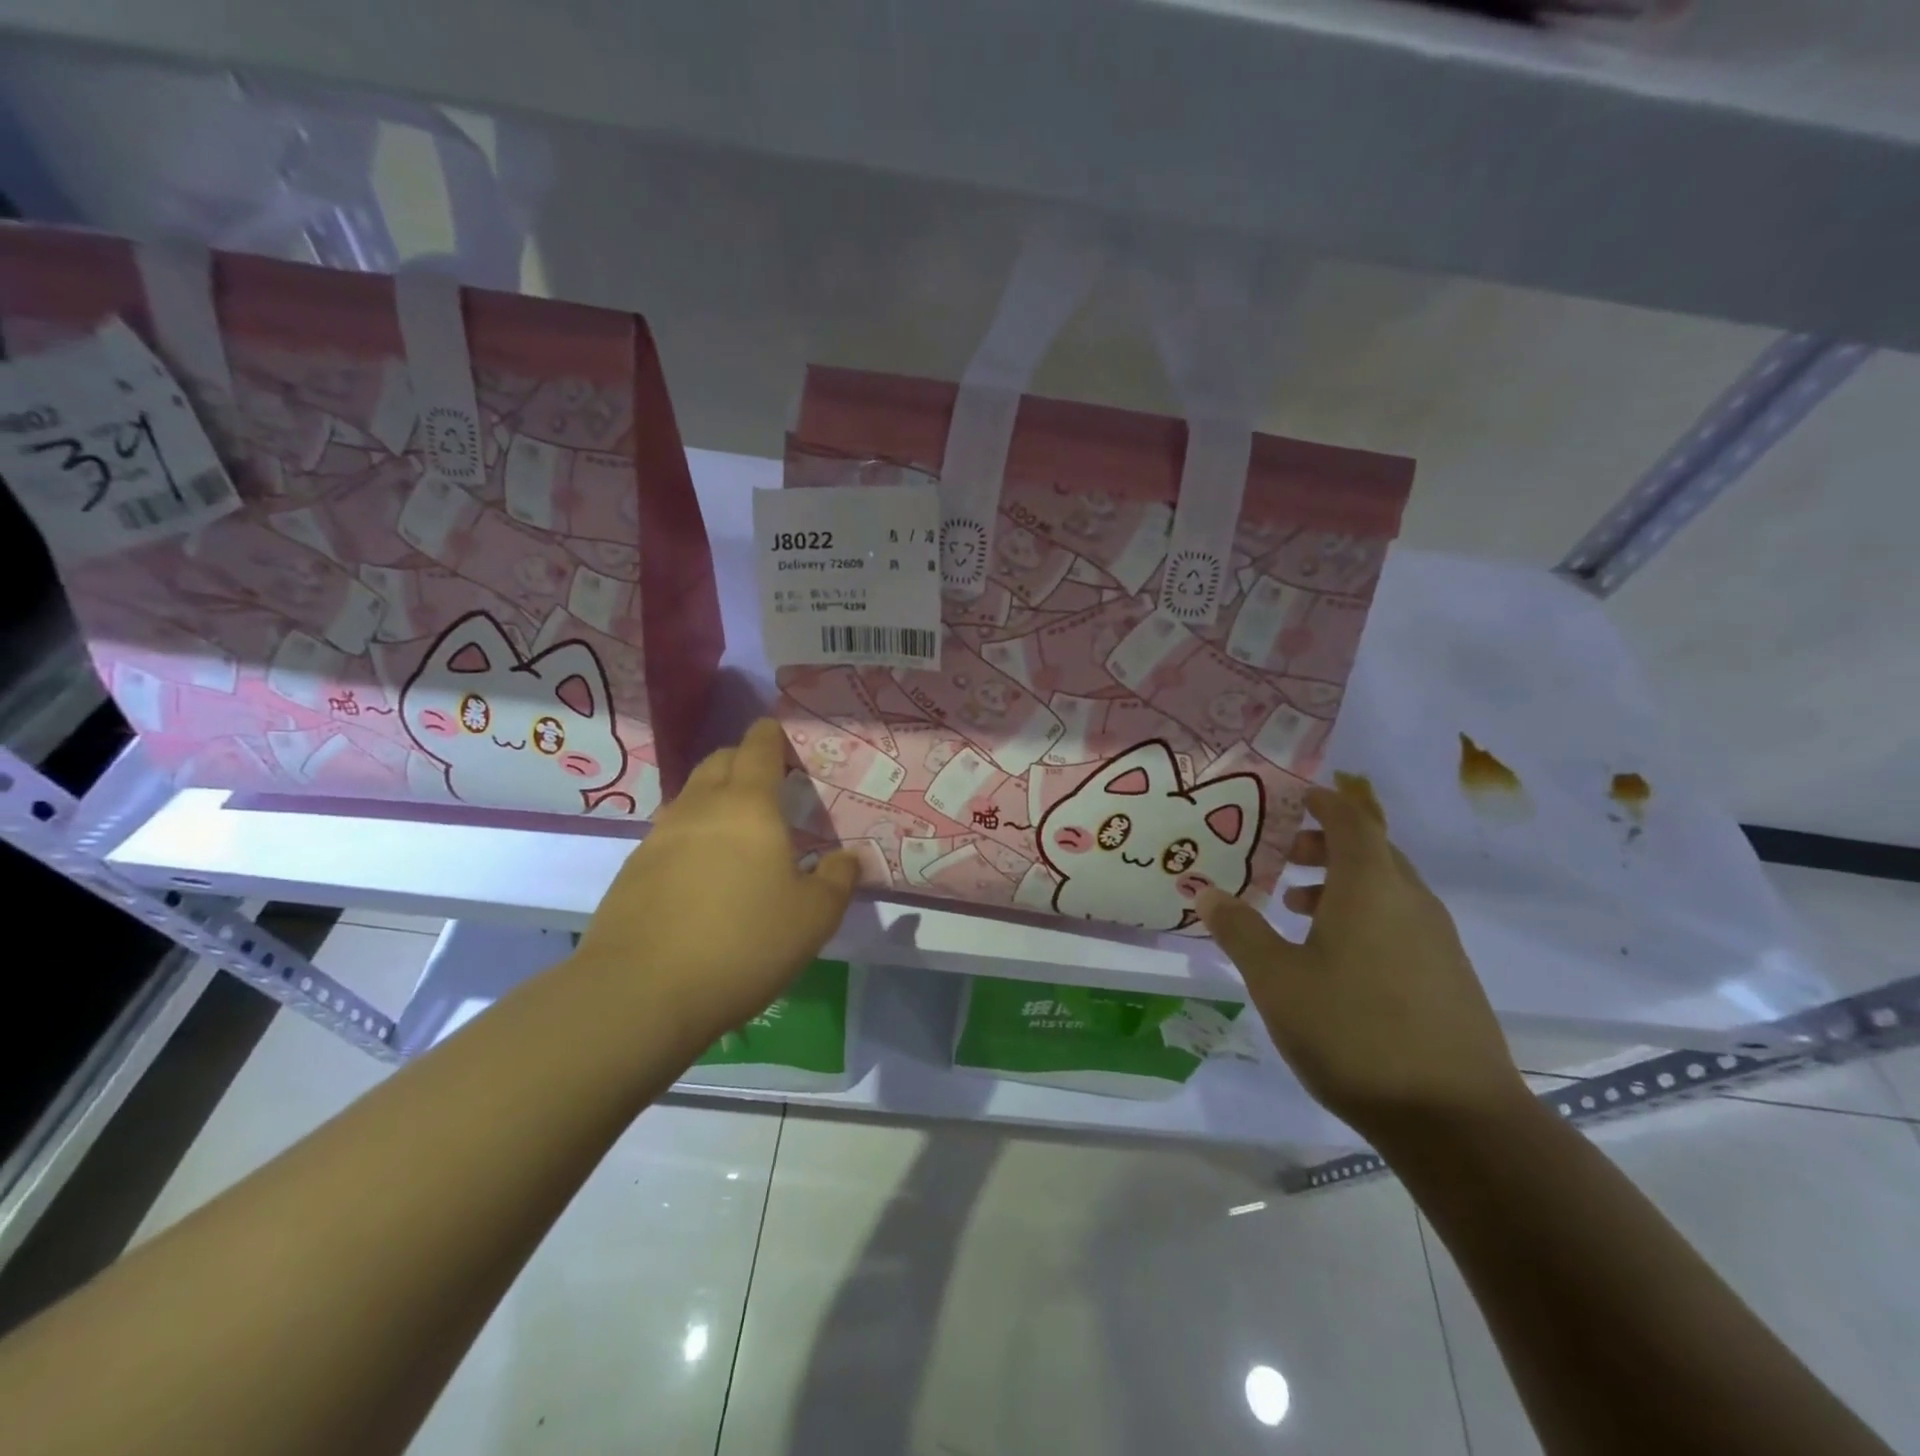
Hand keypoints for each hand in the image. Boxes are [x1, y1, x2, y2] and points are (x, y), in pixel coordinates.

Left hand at [572, 719, 859, 1043]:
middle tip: (770, 783)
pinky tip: (704, 870)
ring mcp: (659, 836)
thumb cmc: (743, 943)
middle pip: (720, 762)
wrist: (641, 993)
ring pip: (691, 796)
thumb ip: (837, 880)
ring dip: (716, 797)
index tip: (782, 734)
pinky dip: (692, 834)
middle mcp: (700, 808)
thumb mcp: (813, 918)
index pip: (758, 747)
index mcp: (748, 806)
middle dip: (744, 761)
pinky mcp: (633, 869)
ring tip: (739, 828)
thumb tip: (848, 857)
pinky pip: (670, 833)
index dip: (771, 735)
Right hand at [1196, 784, 1527, 1138]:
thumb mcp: (1276, 980)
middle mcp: (1410, 900)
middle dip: (1324, 844)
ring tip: (1295, 907)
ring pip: (1386, 887)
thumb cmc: (1353, 1032)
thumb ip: (1239, 931)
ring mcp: (1437, 939)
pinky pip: (1400, 920)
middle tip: (1282, 856)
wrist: (1457, 1119)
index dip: (1322, 802)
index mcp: (1370, 886)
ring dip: (1341, 883)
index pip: (1351, 819)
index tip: (1292, 799)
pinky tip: (1333, 958)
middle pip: (1370, 849)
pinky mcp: (1448, 975)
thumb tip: (1205, 892)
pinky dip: (1363, 914)